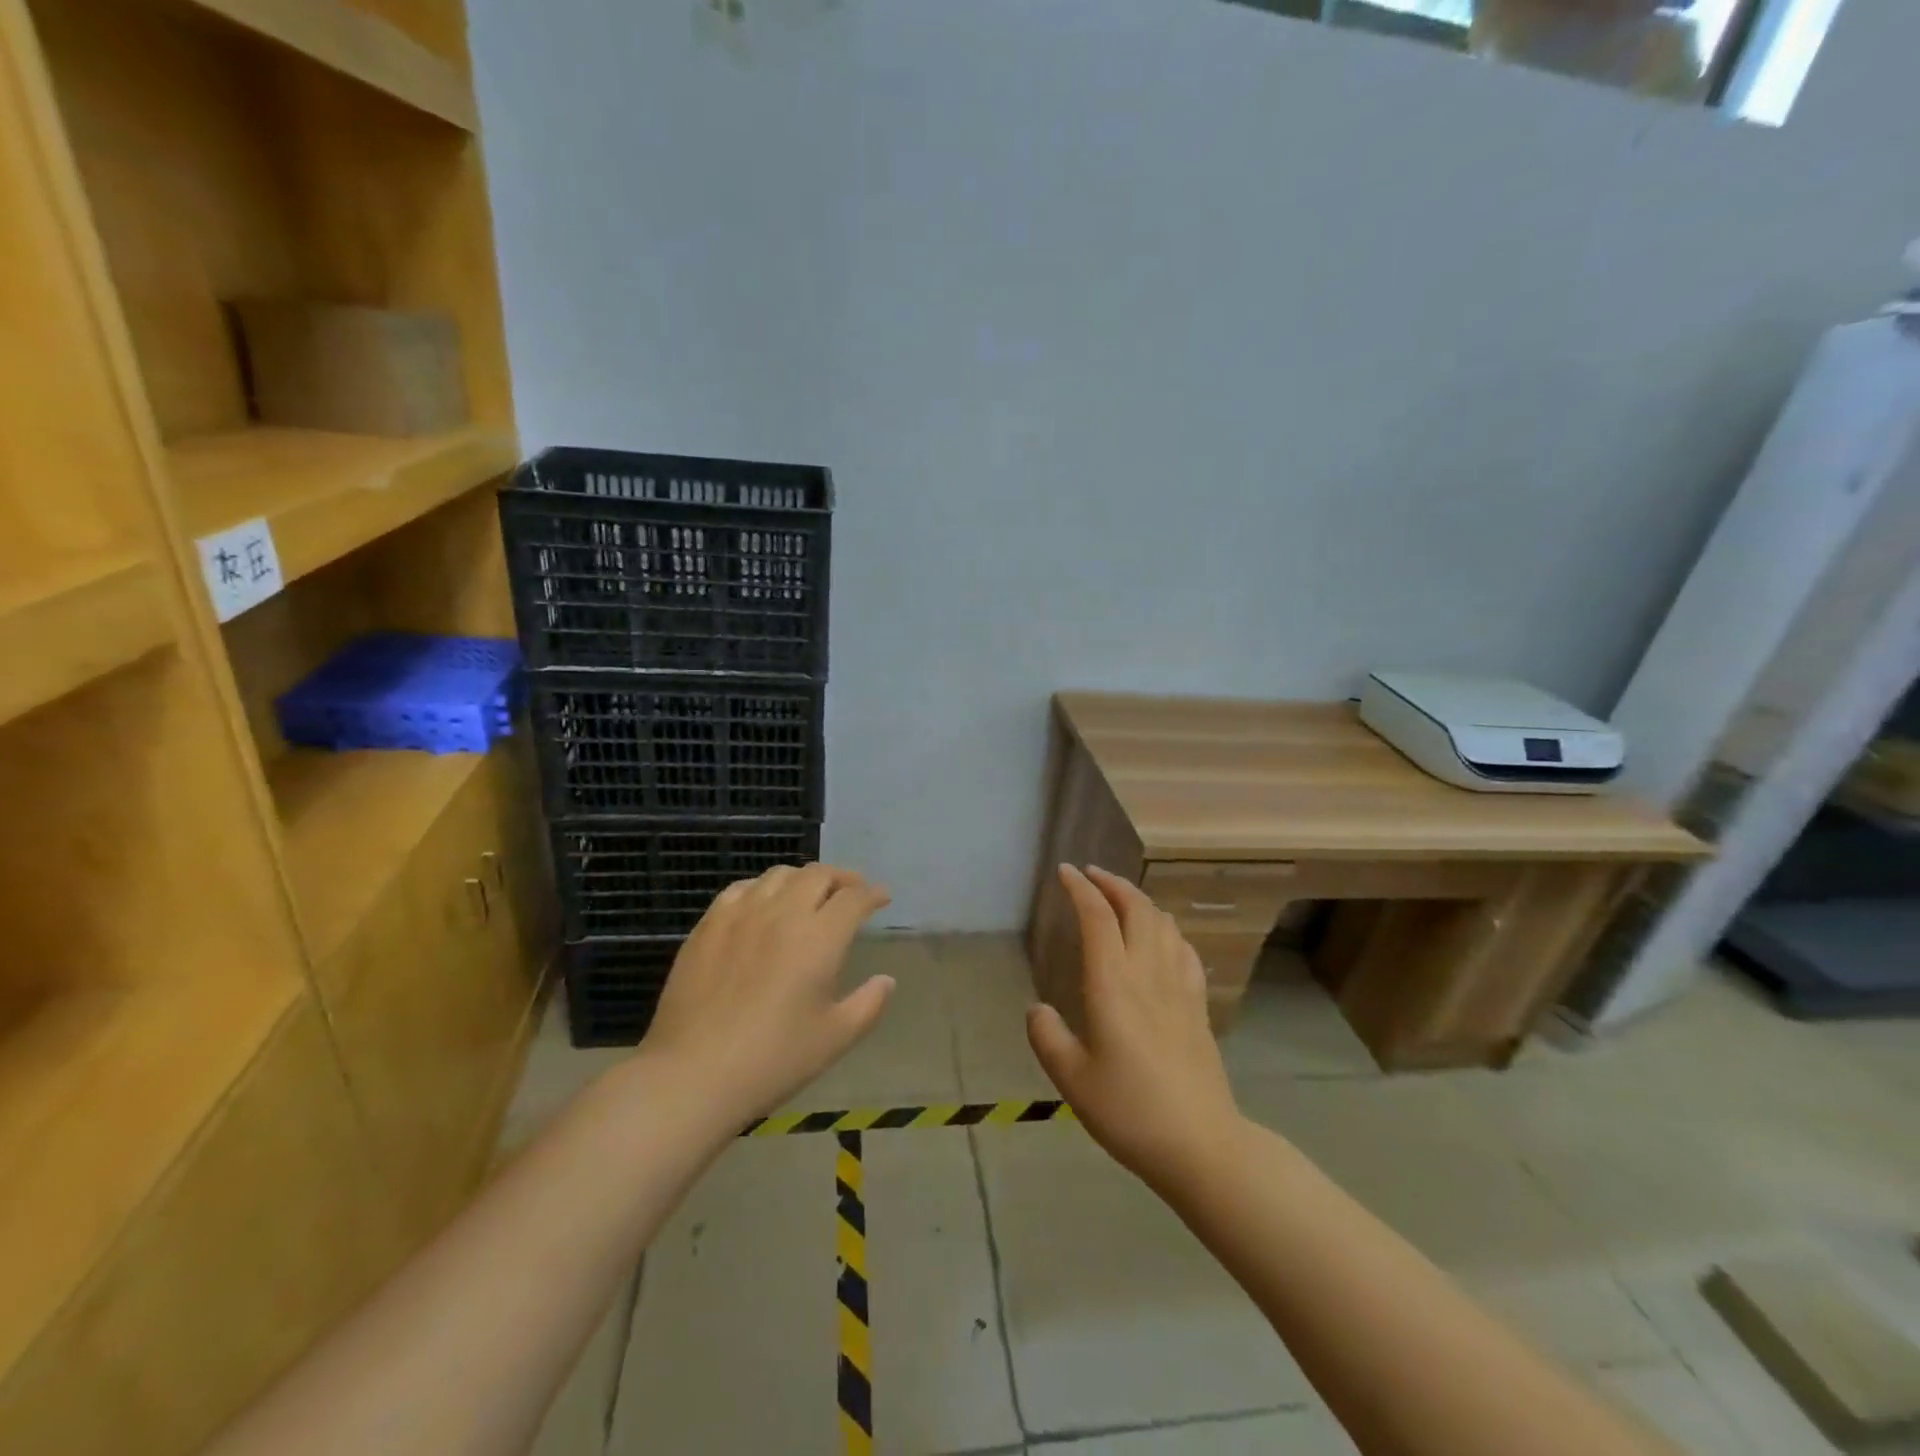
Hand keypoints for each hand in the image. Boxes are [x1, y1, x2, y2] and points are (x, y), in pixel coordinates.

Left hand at [640, 863, 894, 1128]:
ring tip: (810, 894)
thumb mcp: (835, 1038)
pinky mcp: (708, 925)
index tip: (882, 898)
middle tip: (851, 891)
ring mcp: (741, 915)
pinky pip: (741, 888)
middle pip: (818, 875)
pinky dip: (763, 888)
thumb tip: (886, 980)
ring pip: (780, 875)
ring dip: (804, 878)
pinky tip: (763, 904)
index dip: (873, 894)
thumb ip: (868, 1004)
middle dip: (842, 878)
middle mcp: (782, 913)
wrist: (693, 1074)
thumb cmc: (773, 1060)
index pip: (854, 898)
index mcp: (819, 938)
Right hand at [1027, 865, 1243, 1185]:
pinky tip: (1162, 937)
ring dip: (1140, 900)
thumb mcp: (1072, 1081)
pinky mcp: (1199, 1005)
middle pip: (1136, 907)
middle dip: (1112, 883)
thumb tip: (1036, 1009)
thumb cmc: (1130, 1112)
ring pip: (1163, 923)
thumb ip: (1048, 1038)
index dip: (1080, 888)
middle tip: (1091, 875)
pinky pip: (1184, 949)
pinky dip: (1167, 928)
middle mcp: (1148, 973)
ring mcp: (1179, 987)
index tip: (1065, 872)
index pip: (1097, 917)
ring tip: (1121, 899)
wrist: (1201, 1144)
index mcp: (1113, 985)